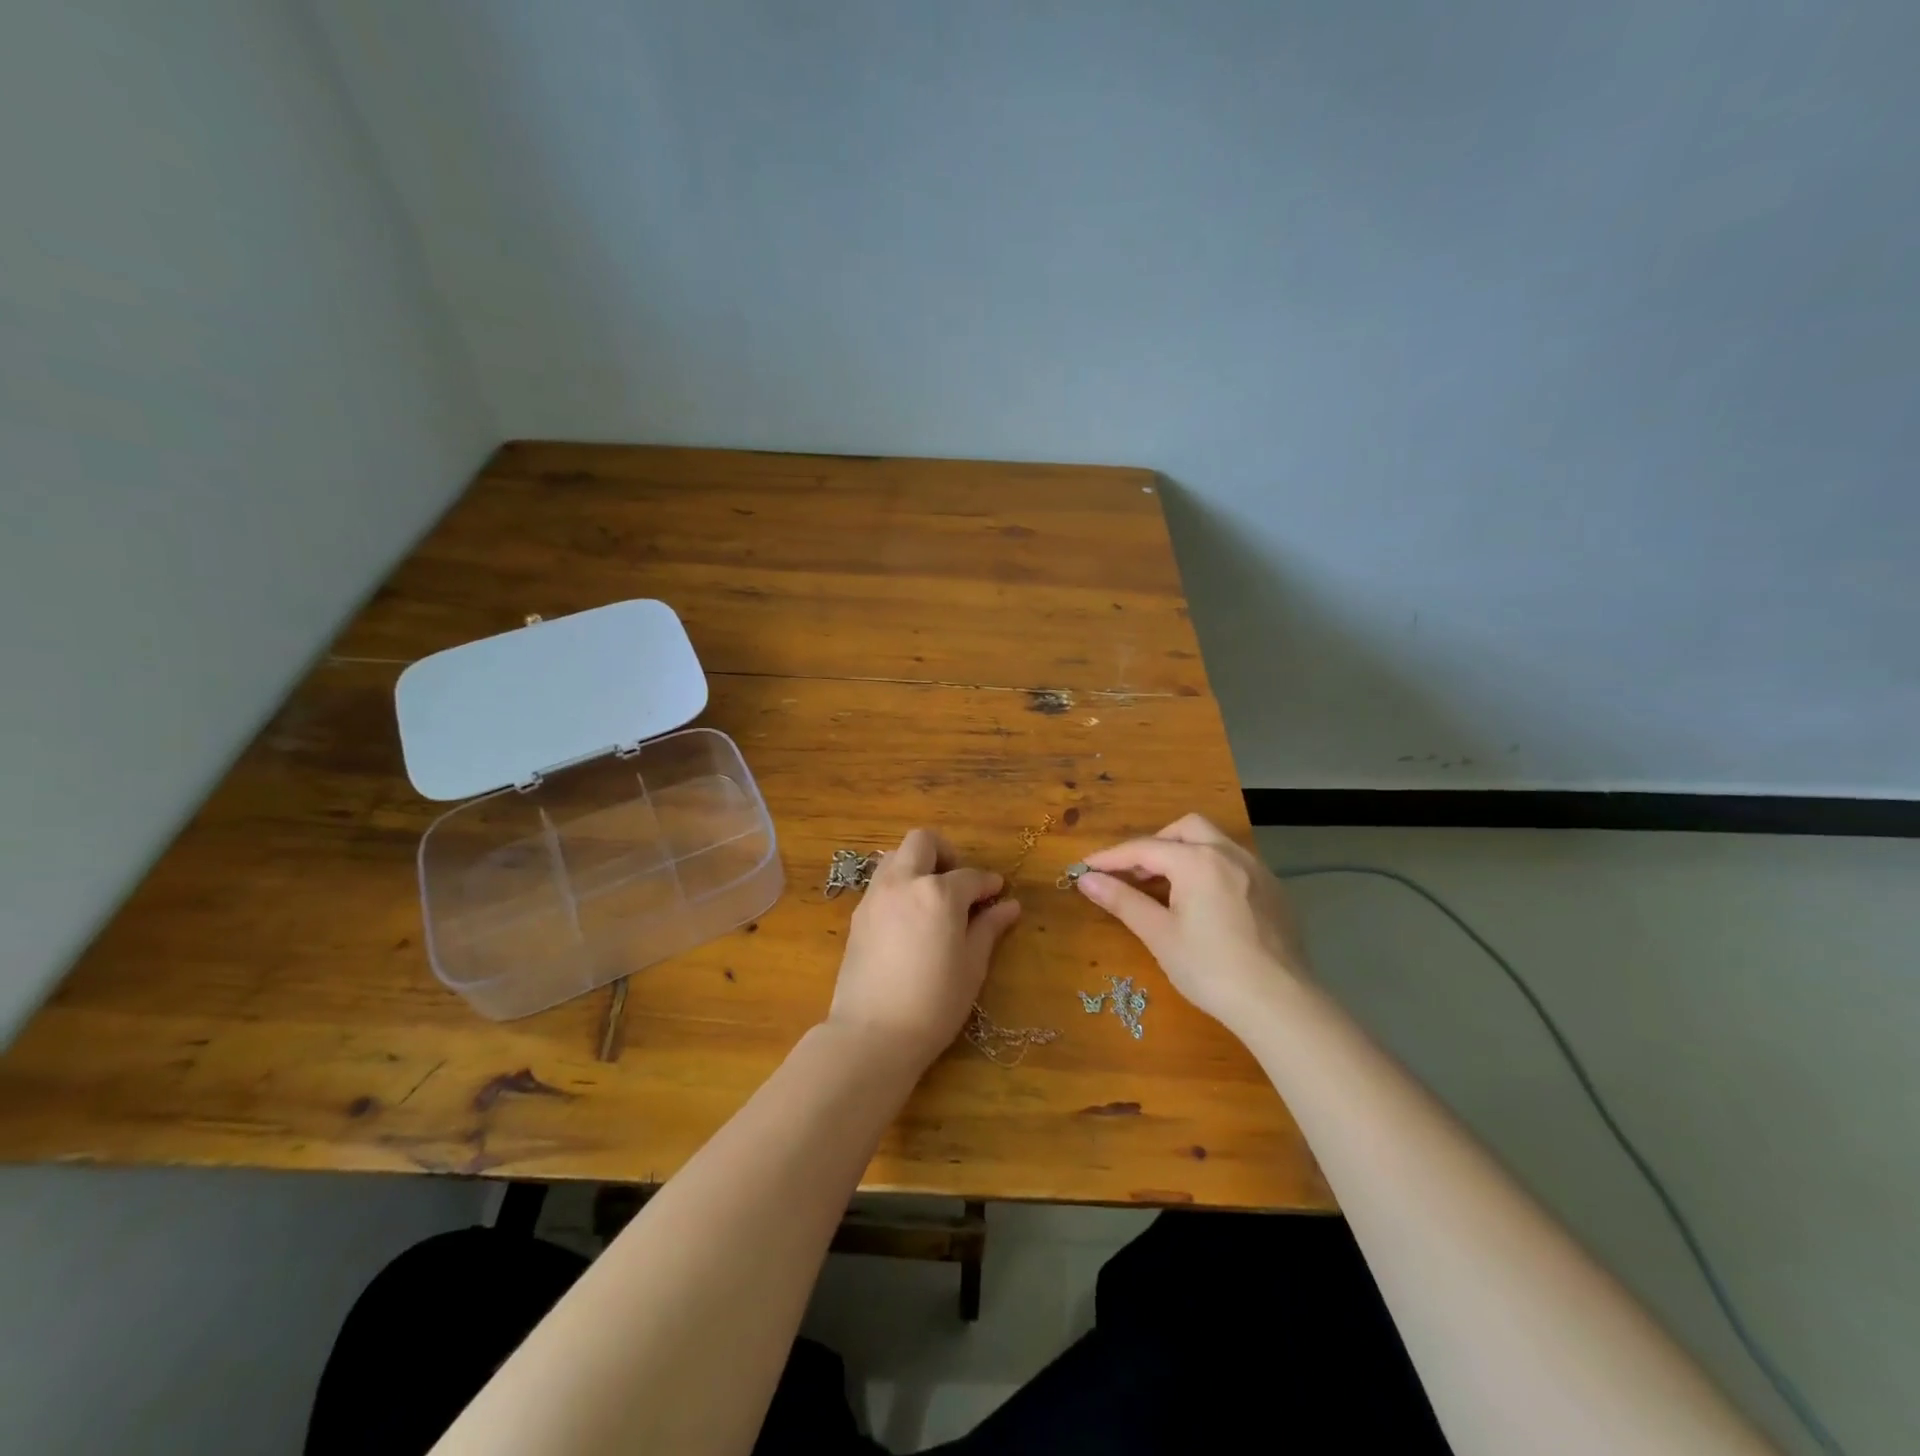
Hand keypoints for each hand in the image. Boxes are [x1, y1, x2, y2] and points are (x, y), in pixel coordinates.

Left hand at [827, 828, 1023, 1068]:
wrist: (872, 1034)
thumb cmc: (934, 1003)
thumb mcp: (972, 966)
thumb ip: (988, 928)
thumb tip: (1009, 906)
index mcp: (938, 892)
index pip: (970, 876)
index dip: (988, 884)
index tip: (998, 894)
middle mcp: (904, 882)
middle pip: (923, 842)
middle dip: (946, 853)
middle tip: (958, 884)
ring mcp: (876, 896)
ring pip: (896, 856)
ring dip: (917, 865)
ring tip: (932, 898)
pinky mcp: (858, 915)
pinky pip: (881, 883)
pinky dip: (899, 886)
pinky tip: (910, 918)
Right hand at [1074, 813, 1311, 1029]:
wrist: (1280, 1004)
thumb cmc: (1211, 969)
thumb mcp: (1159, 935)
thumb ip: (1122, 900)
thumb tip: (1086, 879)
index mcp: (1197, 861)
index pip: (1144, 849)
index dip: (1111, 858)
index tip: (1085, 867)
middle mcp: (1229, 853)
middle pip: (1184, 829)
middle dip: (1154, 844)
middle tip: (1133, 874)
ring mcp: (1257, 870)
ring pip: (1214, 842)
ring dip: (1184, 853)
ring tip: (1166, 886)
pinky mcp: (1274, 890)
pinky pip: (1234, 863)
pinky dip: (1210, 868)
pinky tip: (1204, 902)